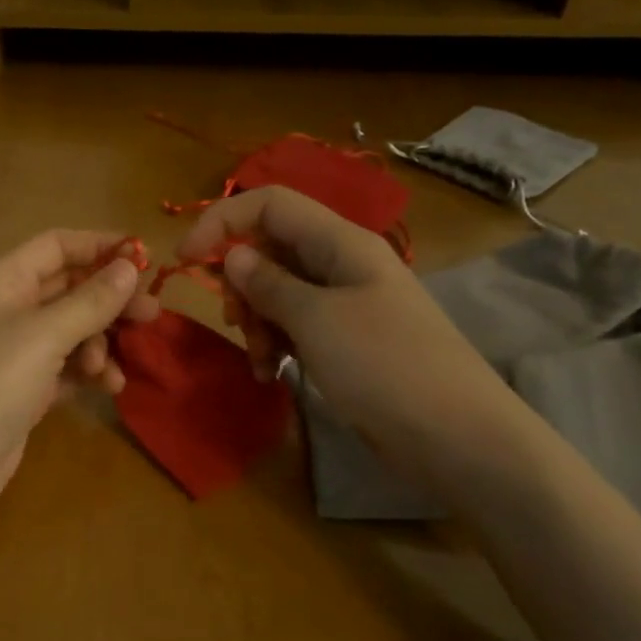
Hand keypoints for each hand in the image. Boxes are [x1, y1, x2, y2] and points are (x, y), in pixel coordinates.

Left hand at [0, 230, 158, 531]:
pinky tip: (110, 387)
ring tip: (114, 367)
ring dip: (101, 343)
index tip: (144, 259)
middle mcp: (11, 311)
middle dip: (110, 300)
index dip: (99, 246)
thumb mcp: (43, 335)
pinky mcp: (26, 392)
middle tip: (152, 315)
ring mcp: (17, 354)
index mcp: (6, 282)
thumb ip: (90, 301)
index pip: (57, 246)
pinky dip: (90, 374)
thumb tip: (129, 265)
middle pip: (70, 290)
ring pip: (73, 333)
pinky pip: (68, 370)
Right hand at [178, 186, 522, 462]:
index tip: (184, 259)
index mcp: (340, 242)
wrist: (456, 436)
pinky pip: (296, 326)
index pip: (269, 205)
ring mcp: (345, 304)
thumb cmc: (384, 366)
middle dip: (242, 284)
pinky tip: (270, 373)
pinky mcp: (346, 341)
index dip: (222, 221)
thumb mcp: (316, 320)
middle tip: (238, 324)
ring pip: (278, 292)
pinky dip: (276, 344)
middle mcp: (341, 264)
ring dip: (257, 321)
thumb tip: (233, 255)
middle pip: (271, 249)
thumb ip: (268, 283)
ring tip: (261, 360)